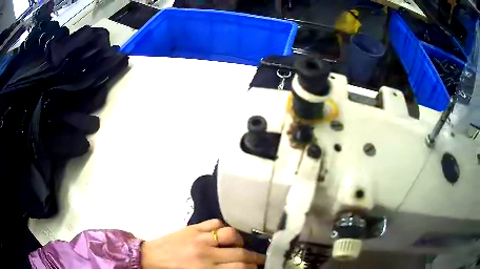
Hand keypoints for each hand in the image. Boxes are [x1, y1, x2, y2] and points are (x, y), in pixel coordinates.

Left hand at [141, 219, 265, 268]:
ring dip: (240, 241)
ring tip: (240, 246)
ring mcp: (199, 237)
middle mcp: (206, 253)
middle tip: (259, 259)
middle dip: (254, 258)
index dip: (253, 268)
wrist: (149, 258)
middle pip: (240, 253)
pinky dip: (224, 228)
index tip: (257, 268)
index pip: (240, 268)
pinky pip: (215, 222)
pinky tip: (224, 234)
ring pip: (231, 234)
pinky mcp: (192, 227)